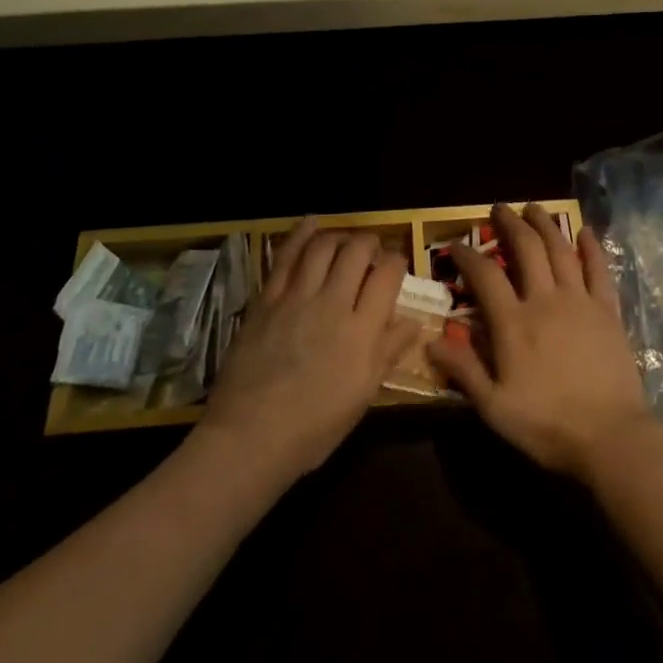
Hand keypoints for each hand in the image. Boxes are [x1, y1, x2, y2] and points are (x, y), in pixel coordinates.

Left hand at [201, 219, 417, 482]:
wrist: (249, 438)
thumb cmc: (314, 428)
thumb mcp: (363, 396)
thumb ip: (388, 352)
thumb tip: (413, 323)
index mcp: (362, 331)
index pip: (388, 274)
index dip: (396, 262)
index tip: (396, 268)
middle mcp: (333, 303)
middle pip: (357, 250)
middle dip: (371, 243)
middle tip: (373, 252)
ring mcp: (297, 297)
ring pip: (324, 246)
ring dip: (340, 236)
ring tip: (345, 241)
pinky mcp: (267, 299)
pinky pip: (285, 256)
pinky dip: (301, 234)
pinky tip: (311, 223)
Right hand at [427, 203, 657, 481]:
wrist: (610, 437)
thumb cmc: (547, 425)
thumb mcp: (495, 408)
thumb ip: (464, 370)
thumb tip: (431, 340)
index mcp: (514, 323)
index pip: (485, 275)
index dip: (468, 255)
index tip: (457, 244)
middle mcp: (545, 300)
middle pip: (526, 249)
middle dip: (510, 224)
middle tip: (499, 209)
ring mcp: (580, 301)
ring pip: (561, 250)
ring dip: (546, 225)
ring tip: (534, 208)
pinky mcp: (608, 310)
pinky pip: (599, 270)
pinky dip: (591, 248)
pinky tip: (585, 232)